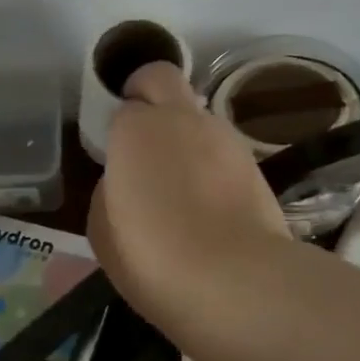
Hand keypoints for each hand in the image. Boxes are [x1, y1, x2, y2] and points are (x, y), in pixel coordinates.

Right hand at [88, 62, 289, 343]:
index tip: (117, 157)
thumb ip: (110, 190)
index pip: (124, 106)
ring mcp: (226, 138)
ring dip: (185, 135)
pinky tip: (209, 205)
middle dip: (149, 94)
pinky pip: (223, 151)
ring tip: (180, 185)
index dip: (118, 128)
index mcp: (137, 127)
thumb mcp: (102, 230)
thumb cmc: (152, 256)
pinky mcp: (256, 165)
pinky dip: (212, 165)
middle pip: (162, 79)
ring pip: (199, 117)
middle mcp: (183, 119)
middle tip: (142, 136)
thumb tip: (126, 182)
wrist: (235, 281)